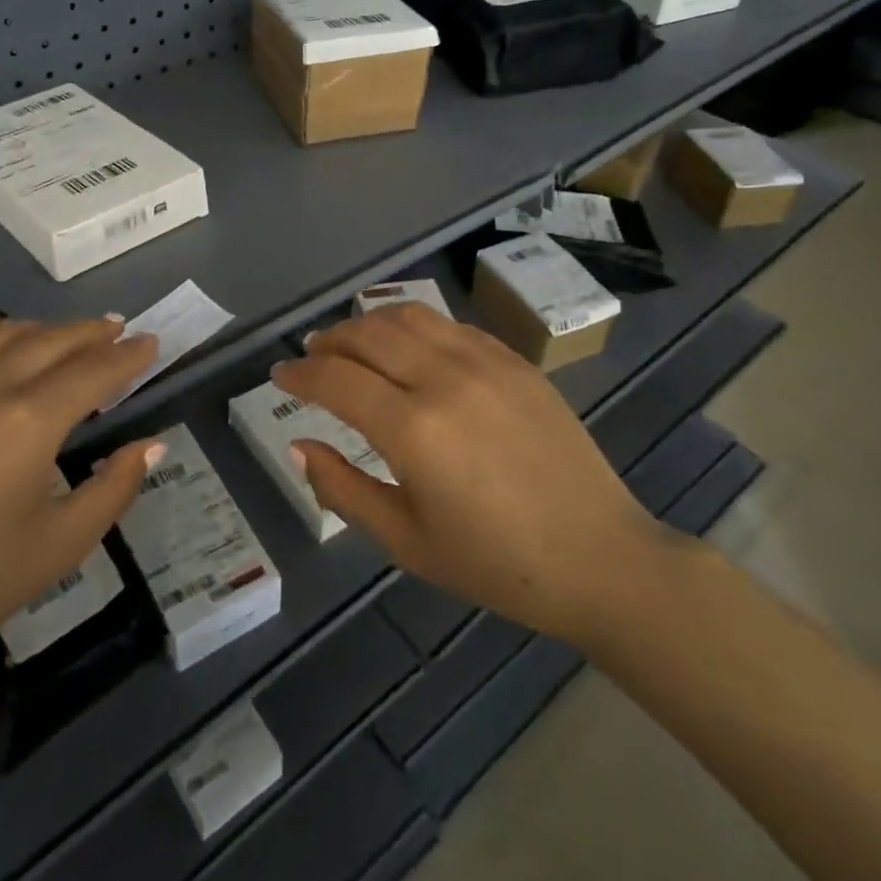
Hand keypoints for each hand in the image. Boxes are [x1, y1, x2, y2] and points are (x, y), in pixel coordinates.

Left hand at [0, 318, 161, 706]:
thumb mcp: (59, 547)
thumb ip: (115, 488)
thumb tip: (153, 444)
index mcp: (30, 419)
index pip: (95, 370)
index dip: (129, 355)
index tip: (152, 343)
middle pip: (53, 339)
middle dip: (92, 332)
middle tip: (118, 330)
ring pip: (5, 332)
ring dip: (46, 329)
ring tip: (68, 335)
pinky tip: (1, 344)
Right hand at [272, 303, 667, 645]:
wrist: (601, 558)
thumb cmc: (496, 564)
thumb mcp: (406, 541)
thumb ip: (343, 489)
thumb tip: (299, 445)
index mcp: (413, 430)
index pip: (335, 379)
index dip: (299, 373)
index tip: (279, 375)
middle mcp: (443, 379)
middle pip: (366, 335)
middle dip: (328, 340)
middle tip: (310, 355)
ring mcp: (483, 362)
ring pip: (408, 316)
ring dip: (368, 323)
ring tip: (351, 342)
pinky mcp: (513, 360)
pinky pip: (449, 325)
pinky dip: (414, 326)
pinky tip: (408, 346)